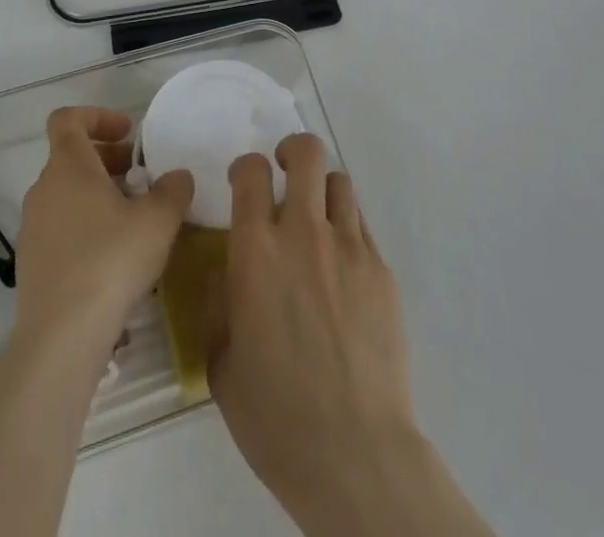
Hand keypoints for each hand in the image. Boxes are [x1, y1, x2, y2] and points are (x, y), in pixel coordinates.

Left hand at [15, 107, 192, 345]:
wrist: (61, 336)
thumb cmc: (111, 260)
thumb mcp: (158, 220)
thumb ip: (173, 189)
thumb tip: (177, 176)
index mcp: (68, 166)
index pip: (67, 119)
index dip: (97, 117)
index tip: (128, 133)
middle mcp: (43, 189)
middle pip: (71, 157)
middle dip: (108, 160)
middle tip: (141, 177)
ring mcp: (32, 228)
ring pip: (67, 195)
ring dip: (98, 195)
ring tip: (134, 219)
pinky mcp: (31, 264)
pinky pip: (60, 228)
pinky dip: (85, 227)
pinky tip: (114, 257)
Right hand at [210, 134, 426, 531]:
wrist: (353, 452)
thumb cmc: (274, 415)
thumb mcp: (222, 361)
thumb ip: (222, 304)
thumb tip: (230, 275)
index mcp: (256, 250)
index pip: (251, 172)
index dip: (245, 167)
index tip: (243, 182)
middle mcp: (303, 233)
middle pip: (307, 154)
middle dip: (292, 151)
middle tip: (284, 173)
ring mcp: (349, 247)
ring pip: (340, 183)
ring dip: (322, 191)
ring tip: (317, 220)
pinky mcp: (382, 269)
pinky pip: (362, 225)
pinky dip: (347, 229)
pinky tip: (342, 267)